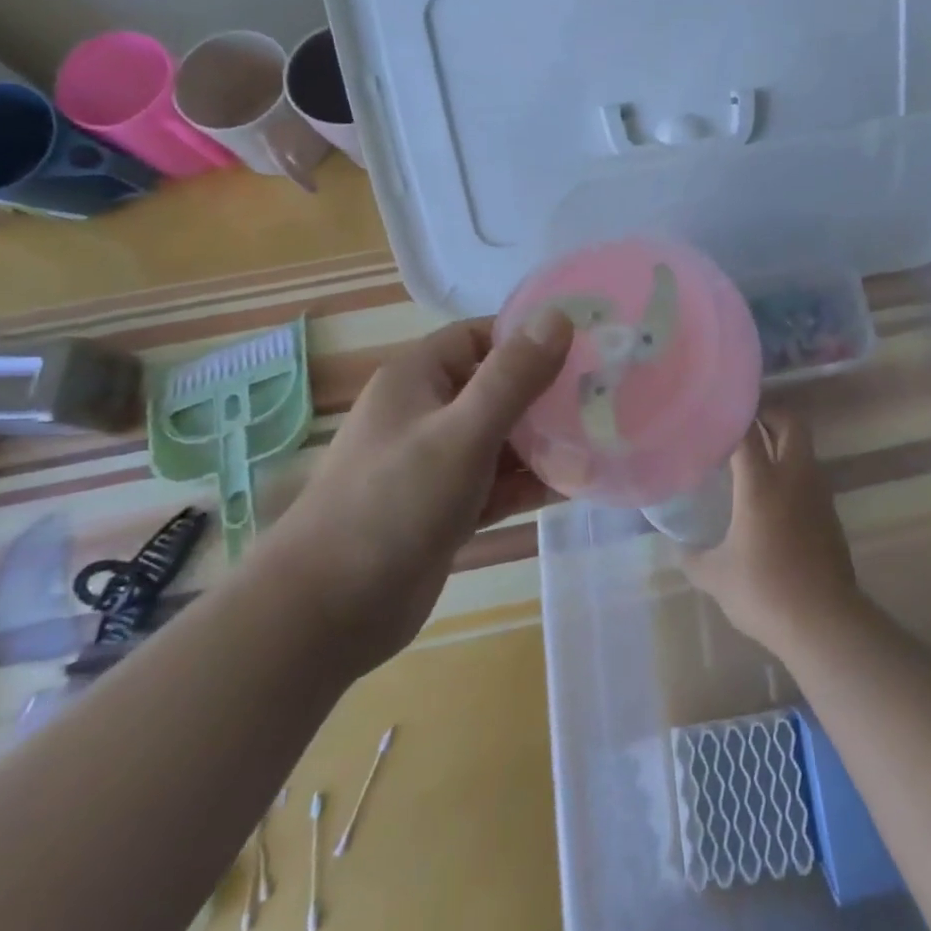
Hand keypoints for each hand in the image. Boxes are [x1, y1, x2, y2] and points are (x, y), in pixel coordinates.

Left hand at [266, 310, 570, 675]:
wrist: (324, 614)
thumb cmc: (393, 504)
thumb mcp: (461, 432)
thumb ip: (512, 376)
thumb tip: (559, 316)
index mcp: (419, 379)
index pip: (481, 336)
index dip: (529, 337)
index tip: (583, 346)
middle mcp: (427, 413)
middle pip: (497, 387)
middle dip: (546, 393)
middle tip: (605, 394)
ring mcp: (435, 464)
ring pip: (501, 438)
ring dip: (544, 441)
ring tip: (602, 437)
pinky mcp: (445, 509)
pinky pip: (496, 482)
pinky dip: (529, 481)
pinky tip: (576, 483)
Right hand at [680, 411, 862, 658]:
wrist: (824, 621)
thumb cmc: (765, 591)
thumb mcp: (717, 577)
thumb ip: (693, 558)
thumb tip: (678, 548)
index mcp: (762, 483)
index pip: (747, 432)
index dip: (733, 416)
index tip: (716, 413)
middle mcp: (794, 477)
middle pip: (791, 422)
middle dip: (771, 414)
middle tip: (746, 424)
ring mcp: (817, 493)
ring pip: (805, 448)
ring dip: (785, 442)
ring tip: (757, 457)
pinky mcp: (831, 513)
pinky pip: (811, 476)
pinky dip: (794, 472)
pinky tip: (775, 497)